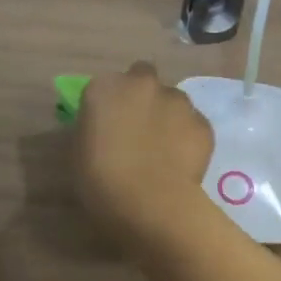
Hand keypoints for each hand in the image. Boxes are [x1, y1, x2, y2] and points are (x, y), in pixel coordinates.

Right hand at [74, 62, 214, 246]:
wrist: (150, 203)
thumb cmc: (100, 182)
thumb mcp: (78, 153)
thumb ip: (91, 130)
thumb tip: (101, 129)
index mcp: (105, 88)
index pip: (107, 85)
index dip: (110, 103)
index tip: (110, 125)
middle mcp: (143, 84)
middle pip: (143, 78)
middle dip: (142, 96)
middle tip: (138, 128)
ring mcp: (178, 101)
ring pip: (173, 100)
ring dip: (168, 115)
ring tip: (164, 149)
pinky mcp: (203, 123)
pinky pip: (194, 124)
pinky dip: (188, 137)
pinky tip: (182, 163)